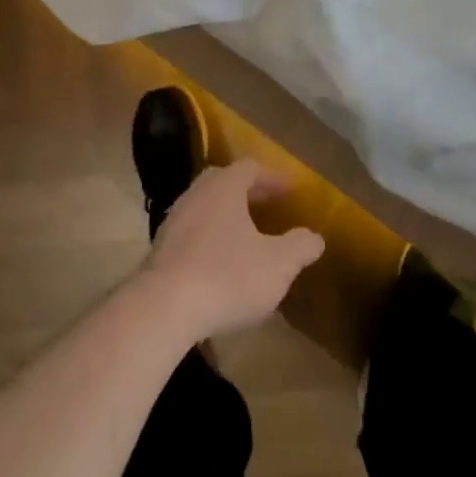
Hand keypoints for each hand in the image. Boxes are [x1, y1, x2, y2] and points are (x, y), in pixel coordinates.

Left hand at [141, 159, 325, 342]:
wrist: (163, 308)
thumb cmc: (228, 276)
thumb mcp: (278, 264)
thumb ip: (300, 246)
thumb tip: (314, 237)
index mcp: (223, 188)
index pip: (250, 168)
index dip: (273, 177)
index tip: (292, 190)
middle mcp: (195, 195)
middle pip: (222, 182)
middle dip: (247, 191)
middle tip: (268, 205)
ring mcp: (174, 221)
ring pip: (205, 207)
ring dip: (227, 215)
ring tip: (247, 235)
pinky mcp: (161, 249)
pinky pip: (192, 232)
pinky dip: (210, 237)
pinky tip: (222, 262)